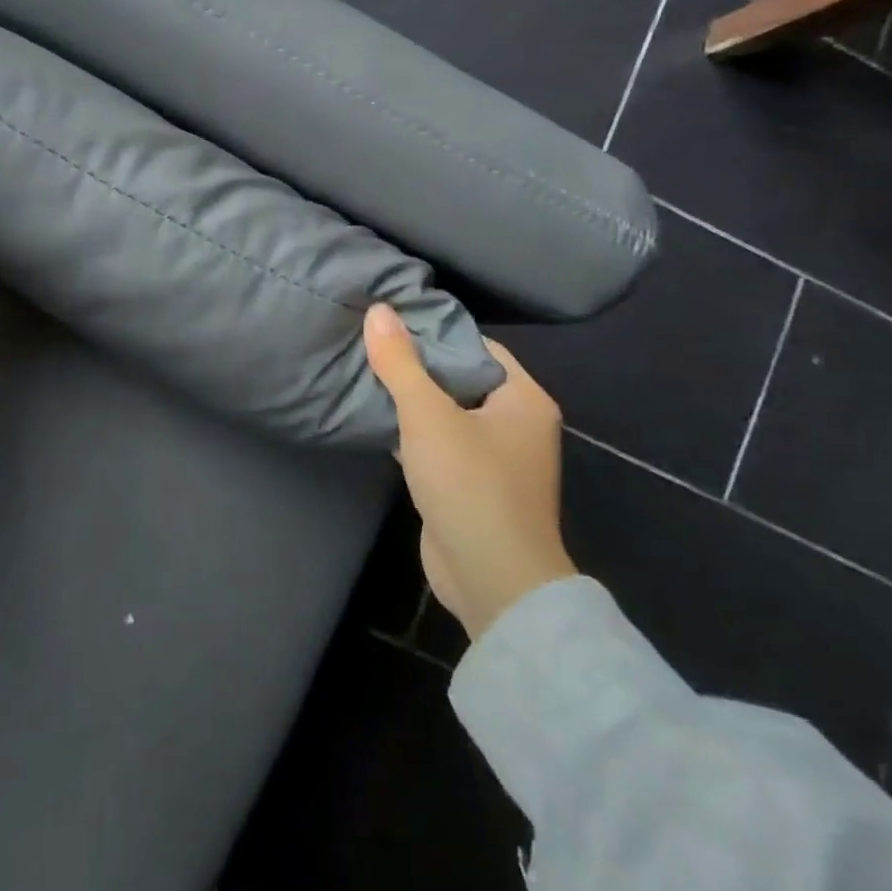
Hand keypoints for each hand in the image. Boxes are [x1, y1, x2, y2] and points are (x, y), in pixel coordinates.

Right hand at [364, 304, 575, 640]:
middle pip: (461, 379)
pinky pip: (440, 446)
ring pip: (448, 415)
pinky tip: (377, 421)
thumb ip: (401, 363)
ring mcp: (496, 460)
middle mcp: (517, 425)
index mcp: (524, 399)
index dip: (436, 332)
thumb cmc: (470, 485)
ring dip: (413, 401)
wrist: (491, 580)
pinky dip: (412, 434)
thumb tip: (378, 310)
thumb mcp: (428, 416)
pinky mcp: (472, 487)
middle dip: (418, 366)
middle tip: (372, 344)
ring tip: (367, 374)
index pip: (478, 347)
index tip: (392, 320)